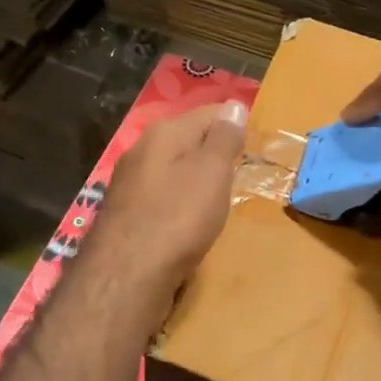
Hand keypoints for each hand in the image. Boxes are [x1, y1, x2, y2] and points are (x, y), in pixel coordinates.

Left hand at [90, 100, 248, 293]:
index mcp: (164, 132)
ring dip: (194, 179)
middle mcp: (141, 149)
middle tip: (240, 174)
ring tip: (218, 198)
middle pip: (187, 140)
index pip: (209, 113)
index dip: (234, 126)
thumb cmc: (178, 217)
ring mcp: (129, 182)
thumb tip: (234, 105)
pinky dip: (178, 203)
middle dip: (213, 153)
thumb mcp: (212, 172)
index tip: (255, 147)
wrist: (126, 275)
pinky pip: (161, 196)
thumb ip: (223, 138)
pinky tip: (188, 221)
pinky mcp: (125, 213)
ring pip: (172, 169)